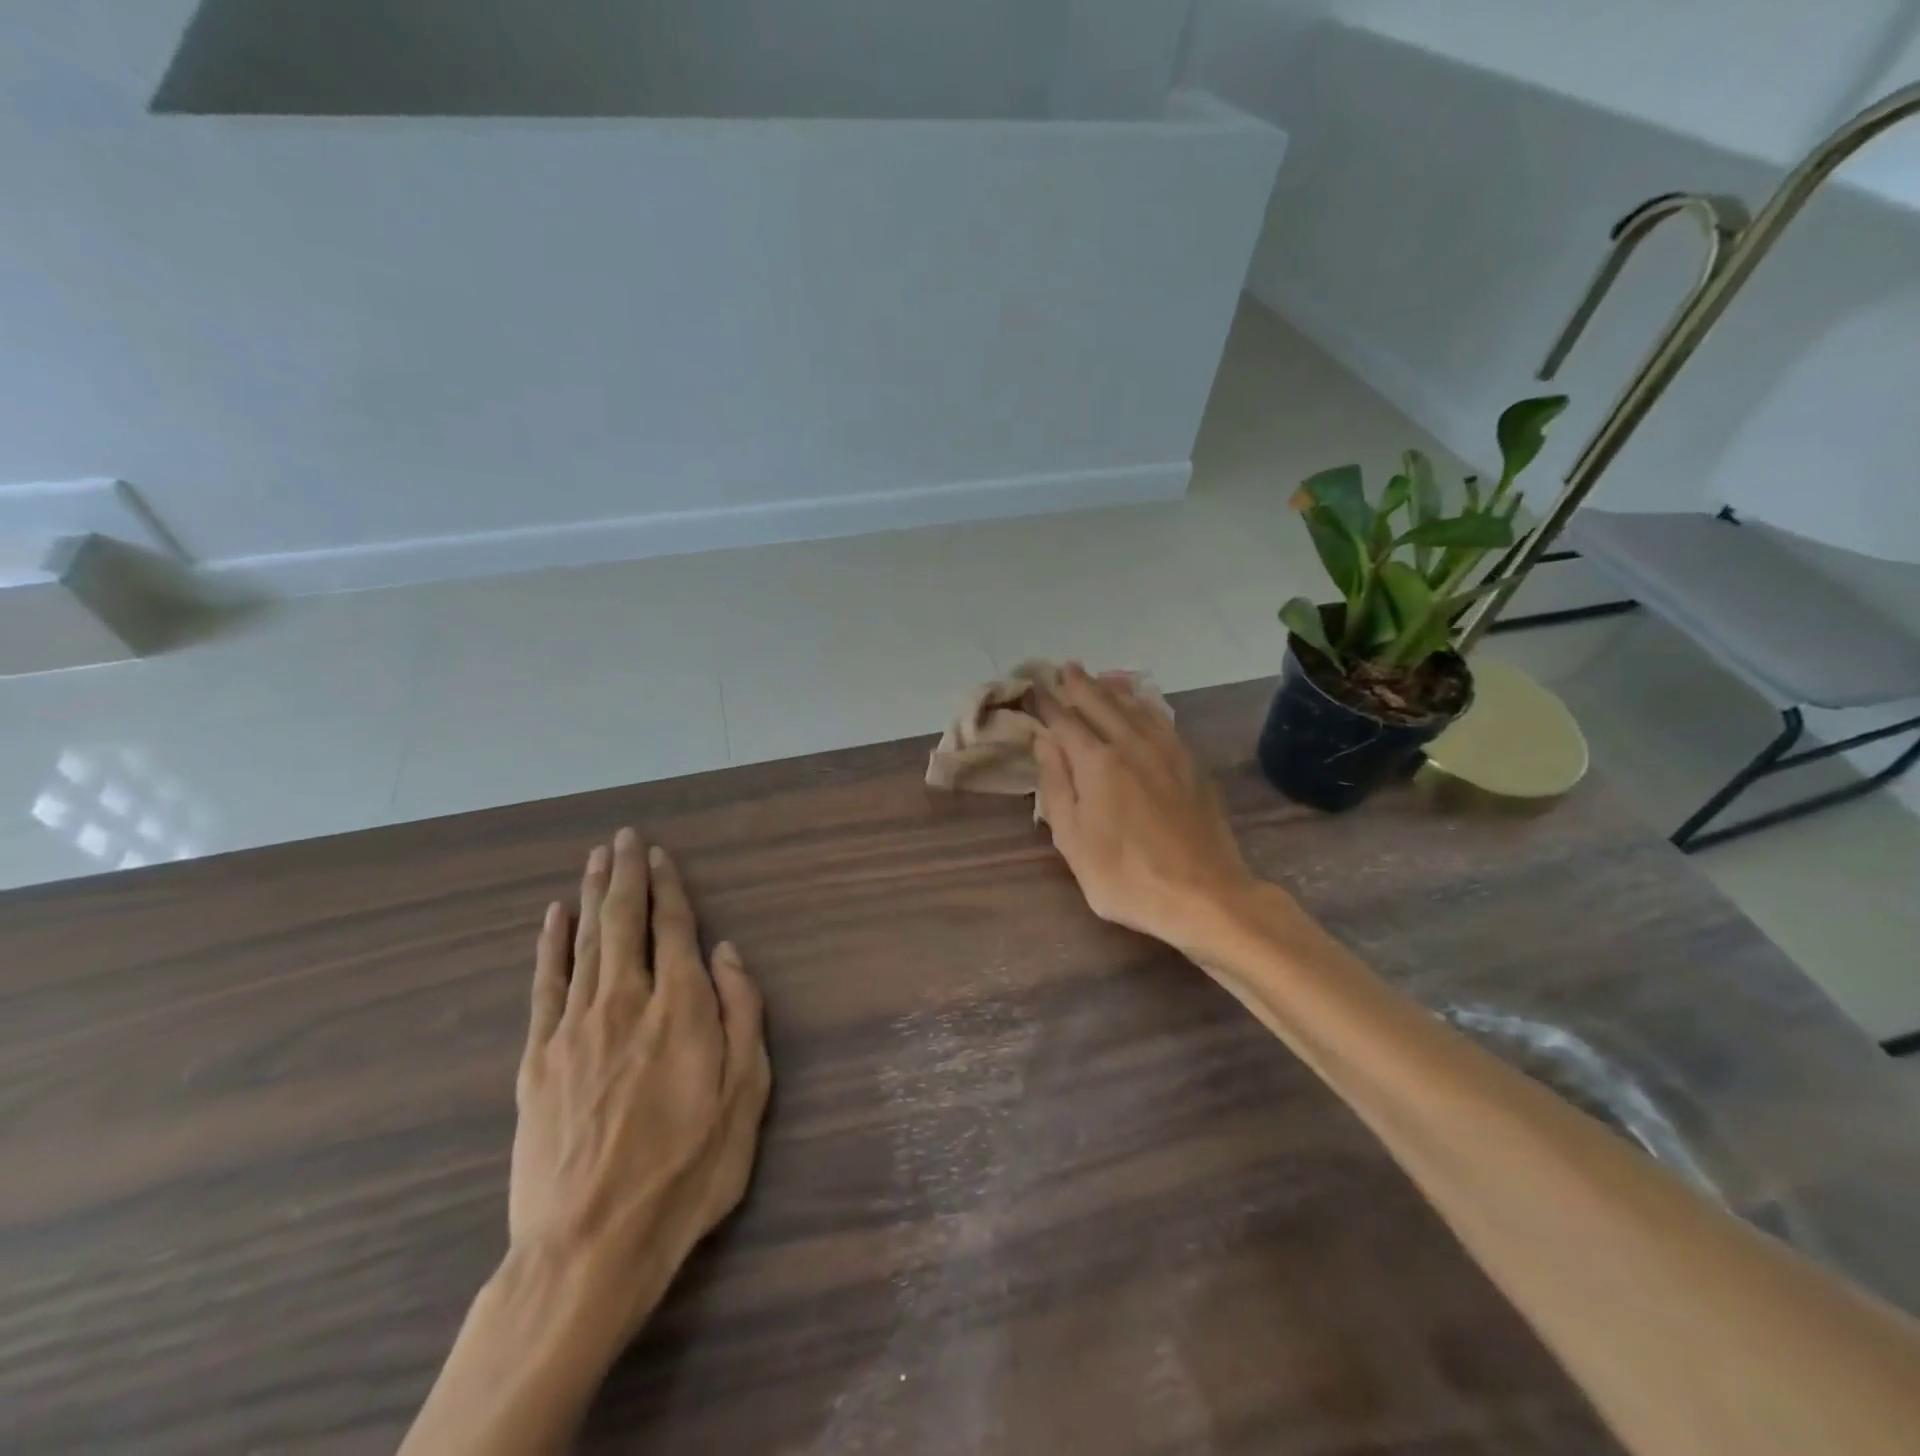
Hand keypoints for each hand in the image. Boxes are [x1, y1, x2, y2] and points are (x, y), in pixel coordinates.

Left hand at [510, 828, 770, 1347]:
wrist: (589, 1246)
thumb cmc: (685, 1172)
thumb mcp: (746, 1098)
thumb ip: (743, 1015)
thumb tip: (729, 952)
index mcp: (681, 1009)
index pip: (674, 929)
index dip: (669, 888)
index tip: (661, 856)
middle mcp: (626, 1002)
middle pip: (625, 922)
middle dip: (627, 875)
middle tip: (625, 837)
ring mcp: (574, 1027)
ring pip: (585, 942)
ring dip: (591, 895)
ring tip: (595, 859)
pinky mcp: (537, 1057)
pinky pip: (545, 984)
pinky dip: (550, 945)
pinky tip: (553, 917)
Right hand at [1033, 664, 1259, 956]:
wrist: (1204, 895)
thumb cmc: (1125, 876)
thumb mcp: (1073, 840)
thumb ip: (1056, 785)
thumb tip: (1044, 741)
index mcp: (1098, 762)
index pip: (1065, 720)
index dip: (1047, 702)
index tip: (1033, 687)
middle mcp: (1132, 744)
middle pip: (1101, 703)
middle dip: (1080, 684)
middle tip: (1064, 669)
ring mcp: (1168, 751)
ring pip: (1135, 706)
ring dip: (1113, 689)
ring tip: (1100, 677)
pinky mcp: (1192, 764)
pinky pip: (1162, 719)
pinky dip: (1144, 704)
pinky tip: (1142, 705)